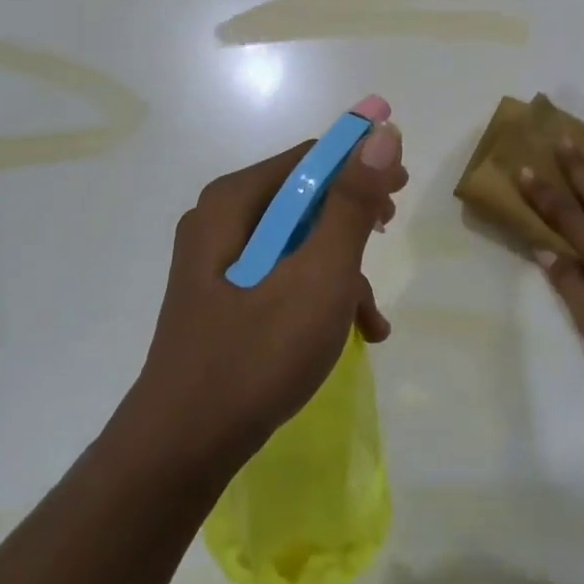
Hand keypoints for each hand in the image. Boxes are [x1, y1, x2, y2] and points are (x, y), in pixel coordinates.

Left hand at [132, 121, 405, 473]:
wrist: (182, 450)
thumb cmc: (256, 355)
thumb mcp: (319, 275)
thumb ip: (352, 203)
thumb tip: (381, 133)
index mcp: (233, 202)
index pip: (309, 158)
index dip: (360, 162)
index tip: (401, 183)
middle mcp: (220, 220)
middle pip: (303, 198)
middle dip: (353, 219)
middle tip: (390, 230)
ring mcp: (218, 262)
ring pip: (298, 243)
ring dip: (341, 271)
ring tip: (371, 317)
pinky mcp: (223, 298)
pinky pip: (281, 276)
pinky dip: (318, 296)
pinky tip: (351, 333)